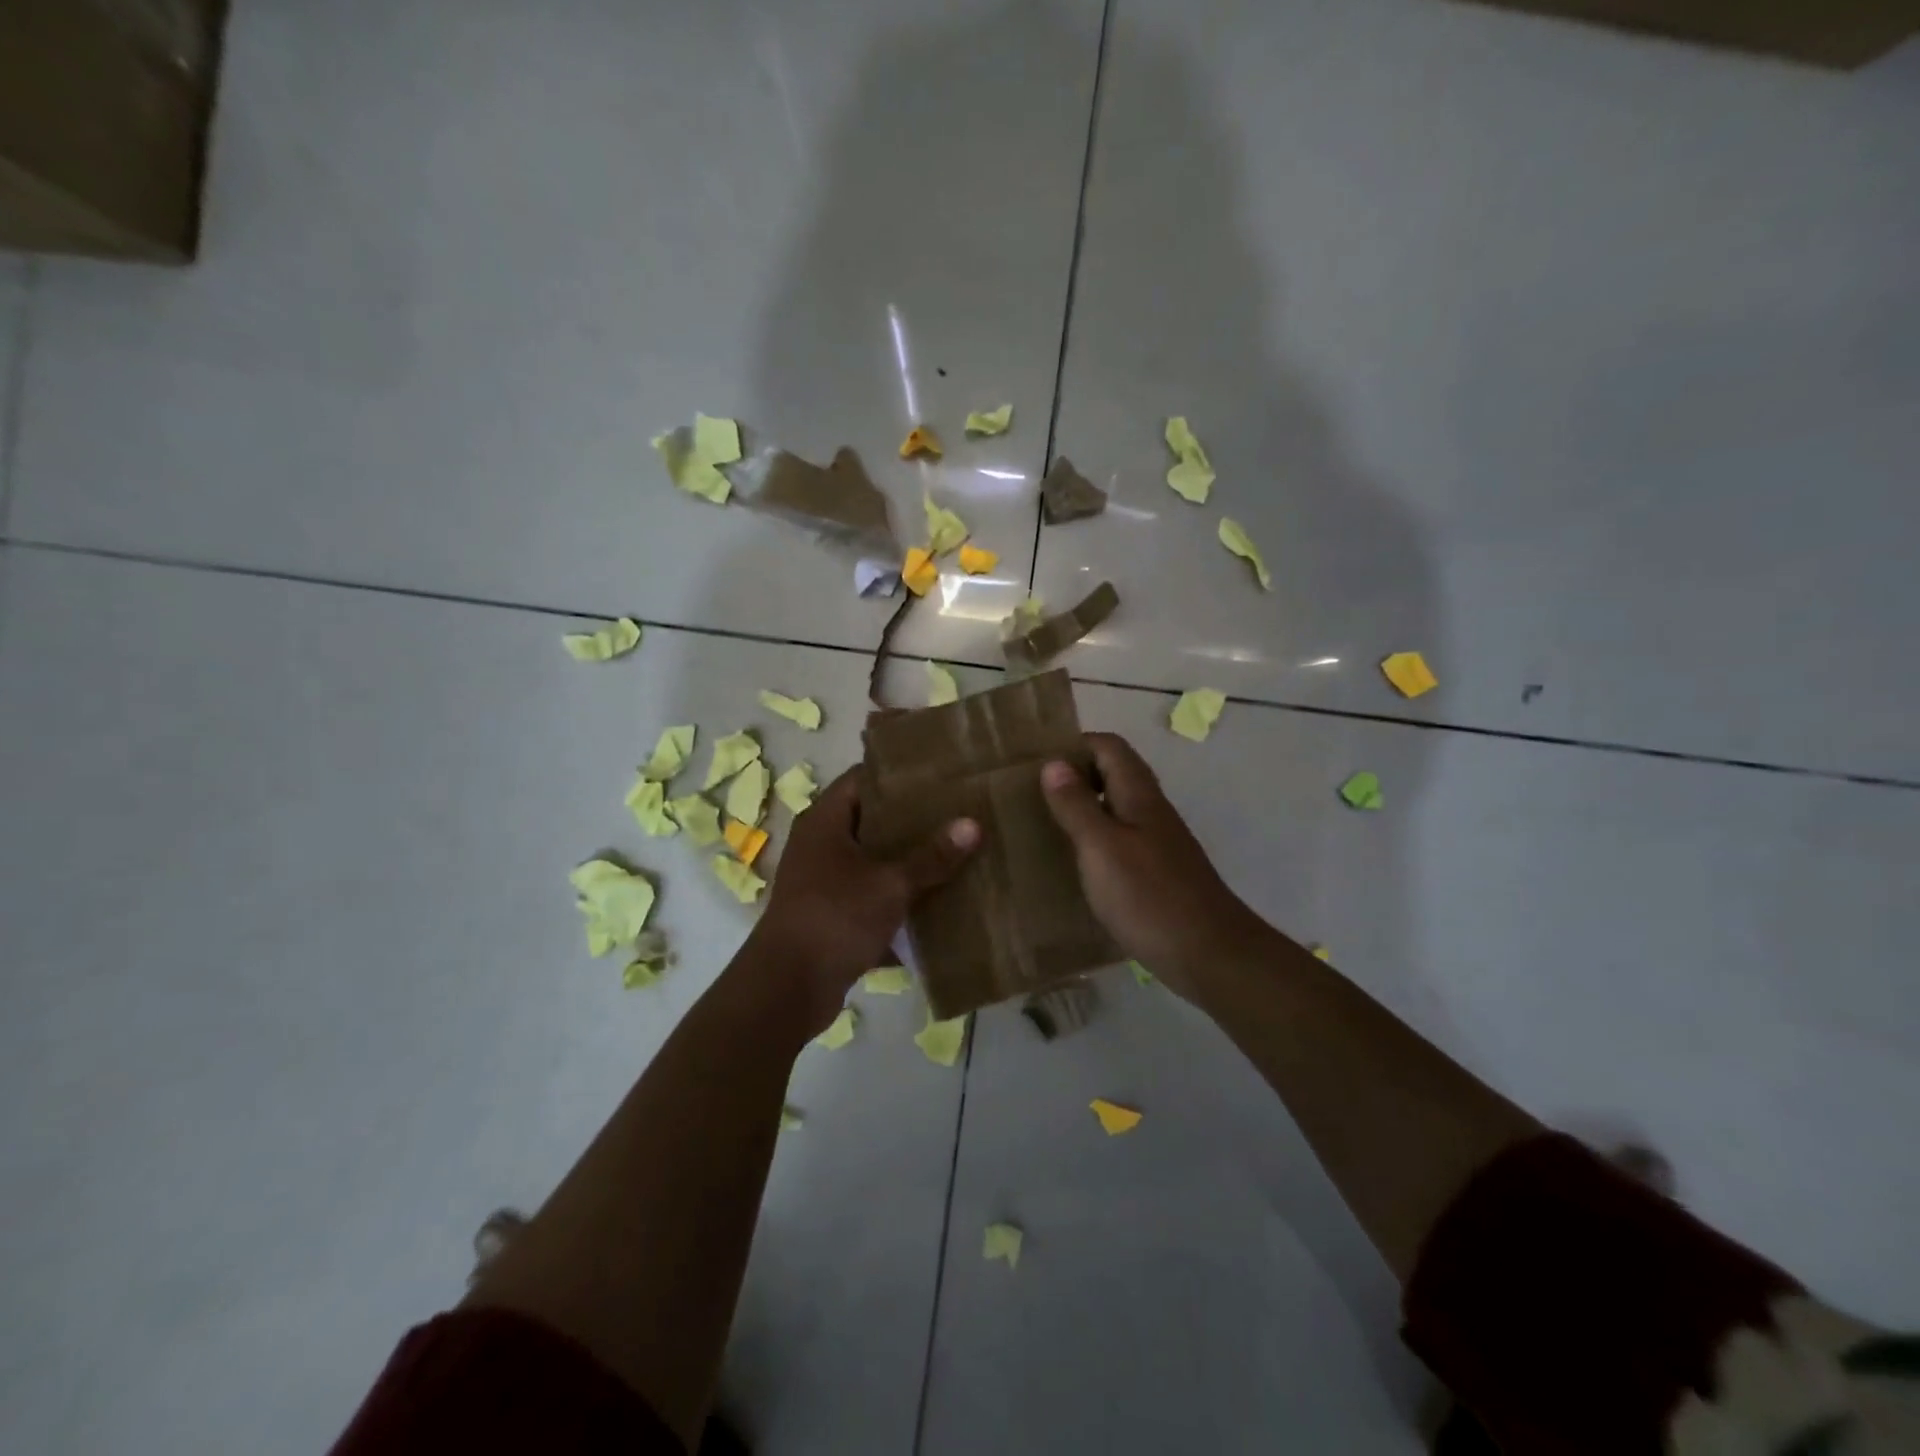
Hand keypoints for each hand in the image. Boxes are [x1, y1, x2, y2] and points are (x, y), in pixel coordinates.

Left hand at [742, 766, 979, 1031]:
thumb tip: (973, 824)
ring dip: (907, 860)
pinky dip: (896, 896)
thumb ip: (931, 856)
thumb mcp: (890, 884)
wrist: (787, 988)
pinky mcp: (830, 913)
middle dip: (912, 821)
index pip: (863, 778)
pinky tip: (936, 900)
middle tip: (957, 813)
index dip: (899, 775)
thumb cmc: (835, 917)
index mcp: (824, 821)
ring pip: (872, 860)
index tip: (940, 776)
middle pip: (871, 819)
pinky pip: (870, 894)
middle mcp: (819, 844)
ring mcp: (822, 880)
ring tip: (954, 852)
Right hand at [1041, 732, 1268, 994]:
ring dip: (1083, 809)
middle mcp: (1151, 811)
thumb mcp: (1102, 847)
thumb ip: (1077, 805)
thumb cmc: (1149, 896)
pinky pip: (1120, 842)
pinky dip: (1094, 842)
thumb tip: (1054, 763)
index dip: (1074, 744)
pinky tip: (1073, 865)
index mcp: (1139, 795)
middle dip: (1074, 776)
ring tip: (1042, 824)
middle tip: (1030, 792)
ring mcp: (1157, 843)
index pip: (1109, 747)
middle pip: (1113, 775)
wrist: (1209, 955)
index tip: (1035, 760)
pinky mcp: (1157, 874)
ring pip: (1116, 809)